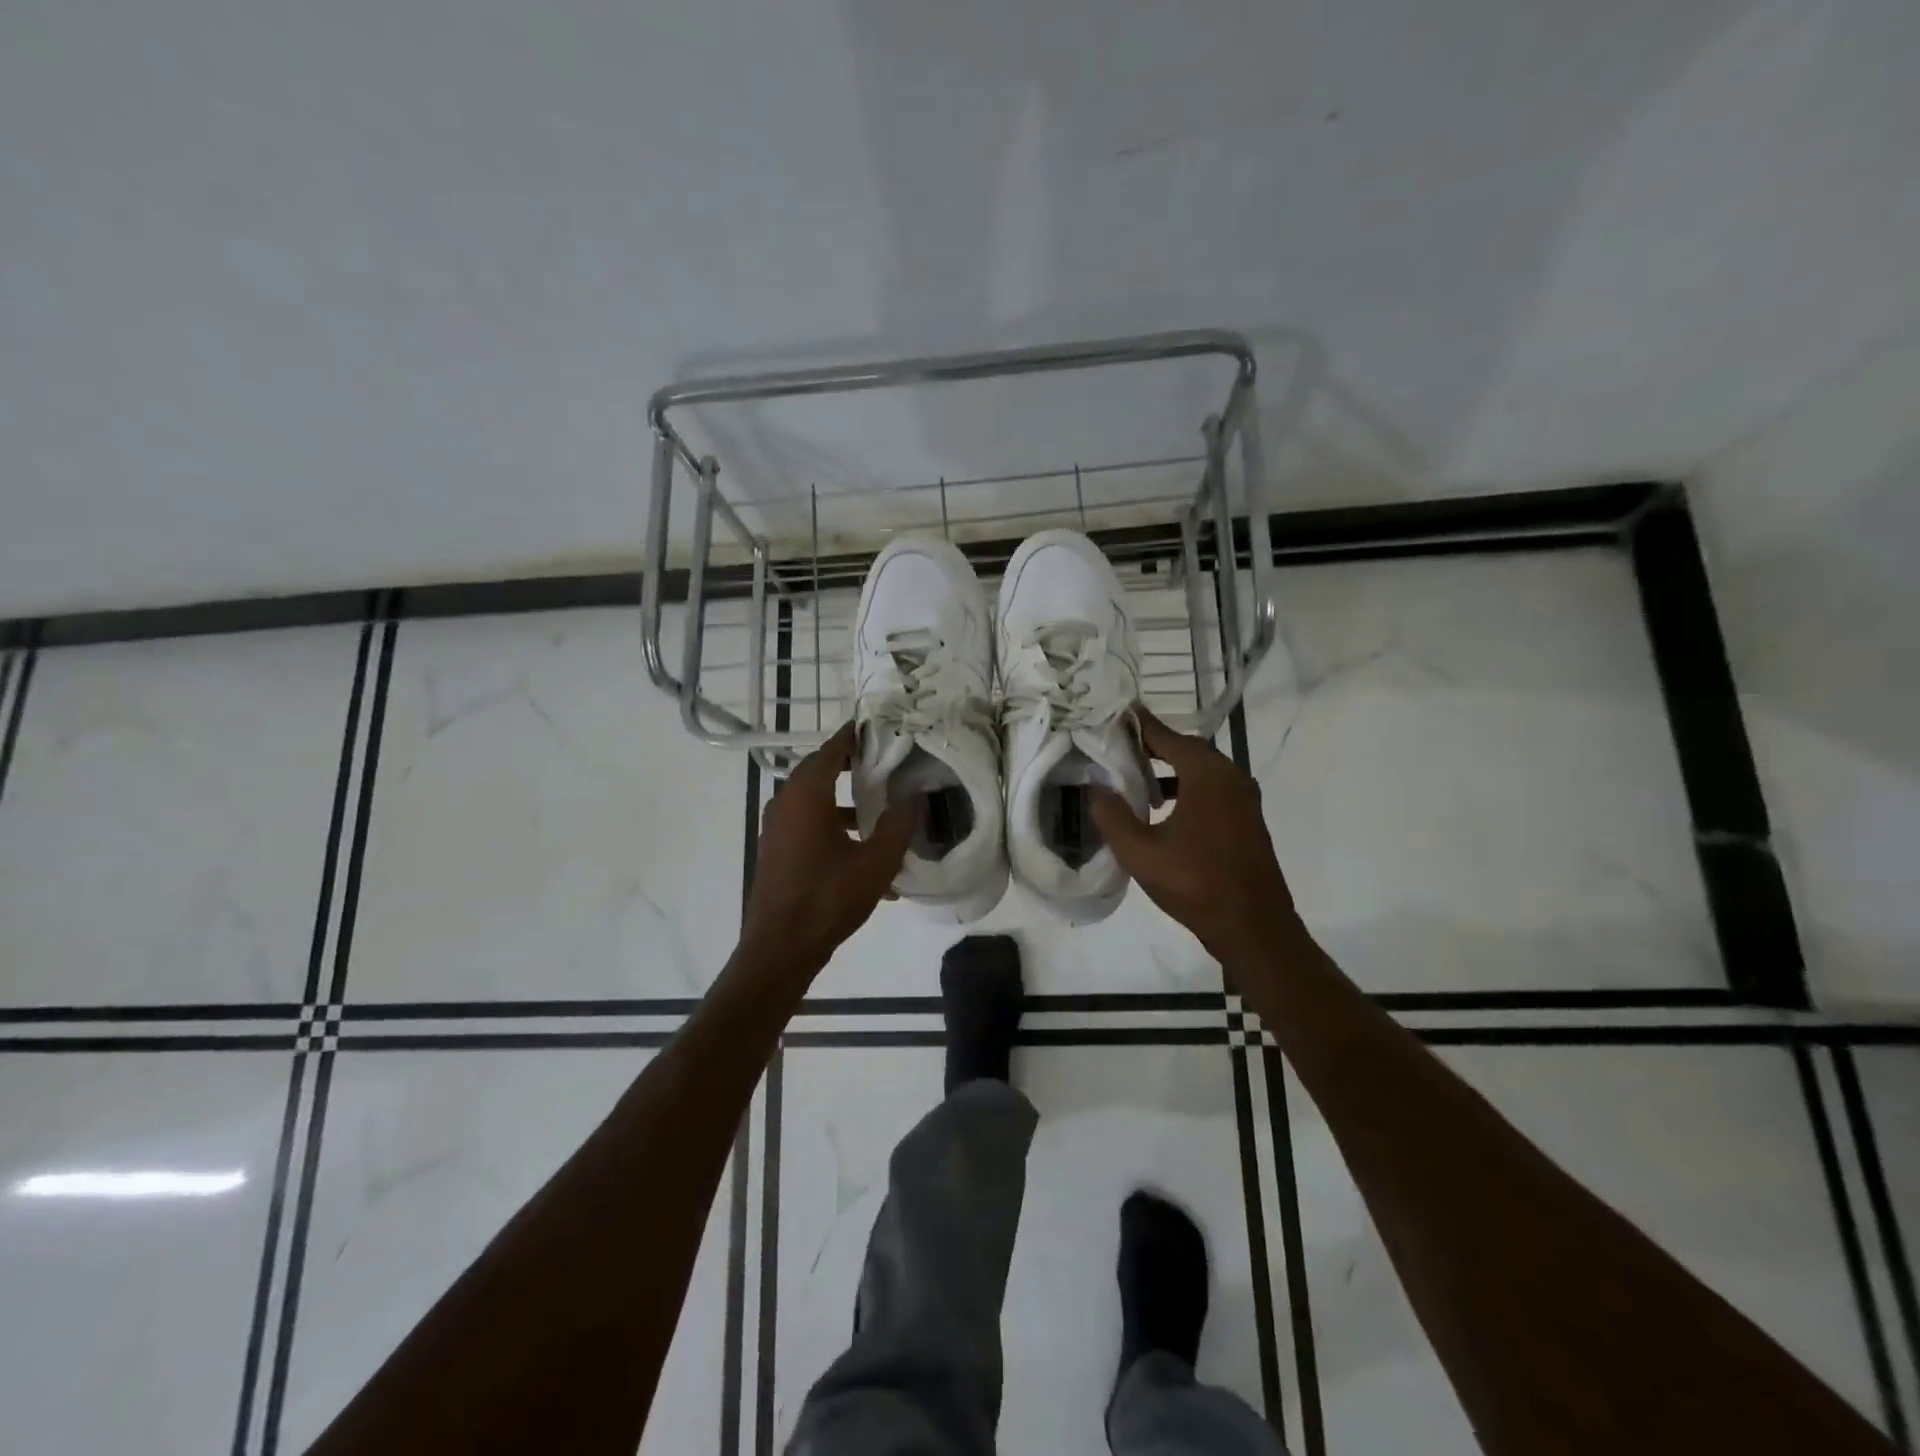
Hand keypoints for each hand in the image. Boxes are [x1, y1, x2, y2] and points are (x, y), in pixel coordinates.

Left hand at [741, 723, 916, 978]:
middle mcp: (786, 803)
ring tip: (880, 811)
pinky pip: (808, 825)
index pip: (831, 750)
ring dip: (844, 801)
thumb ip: (899, 825)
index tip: (877, 727)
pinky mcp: (778, 850)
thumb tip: (914, 798)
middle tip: (884, 762)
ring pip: (814, 801)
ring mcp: (778, 828)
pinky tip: (864, 855)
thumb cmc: (828, 898)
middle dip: (851, 766)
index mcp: (806, 795)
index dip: (853, 737)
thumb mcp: (876, 863)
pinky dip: (833, 827)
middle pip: (820, 771)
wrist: (780, 948)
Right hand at [1089, 708, 1300, 964]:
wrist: (1254, 927)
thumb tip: (1095, 788)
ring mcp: (1244, 800)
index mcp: (1208, 775)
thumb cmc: (1196, 884)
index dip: (1140, 725)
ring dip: (1169, 769)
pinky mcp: (1247, 820)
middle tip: (1119, 747)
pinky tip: (1162, 810)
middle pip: (1187, 749)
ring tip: (1135, 777)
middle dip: (1153, 746)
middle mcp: (1231, 777)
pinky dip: (1185, 788)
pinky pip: (1211, 790)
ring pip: (1201, 771)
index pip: (1168, 736)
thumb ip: (1112, 815)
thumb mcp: (1140, 852)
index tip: (1117, 713)